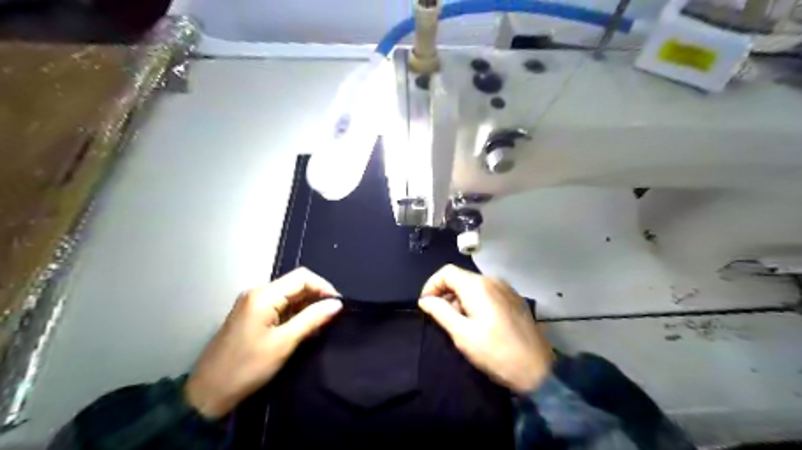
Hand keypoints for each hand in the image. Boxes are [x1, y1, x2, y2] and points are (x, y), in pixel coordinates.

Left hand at [184, 267, 340, 417]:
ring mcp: (252, 303)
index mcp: (263, 295)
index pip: (302, 277)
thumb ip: (312, 319)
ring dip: (306, 306)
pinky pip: (279, 306)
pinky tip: (304, 328)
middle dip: (316, 297)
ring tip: (321, 324)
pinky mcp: (251, 315)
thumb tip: (337, 304)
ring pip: (288, 295)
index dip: (323, 287)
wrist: (207, 393)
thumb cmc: (247, 367)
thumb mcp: (284, 343)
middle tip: (332, 317)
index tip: (338, 306)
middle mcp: (257, 293)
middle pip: (295, 284)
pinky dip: (294, 314)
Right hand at [417, 264, 555, 393]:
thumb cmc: (495, 352)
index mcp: (478, 285)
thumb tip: (424, 300)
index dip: (432, 285)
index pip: (446, 272)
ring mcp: (506, 288)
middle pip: (461, 277)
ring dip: (460, 299)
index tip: (426, 305)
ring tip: (459, 323)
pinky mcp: (514, 299)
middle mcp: (493, 280)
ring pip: (474, 285)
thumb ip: (440, 312)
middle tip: (441, 318)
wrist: (537, 370)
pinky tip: (477, 322)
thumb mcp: (462, 334)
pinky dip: (475, 301)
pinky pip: (488, 292)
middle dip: (446, 294)